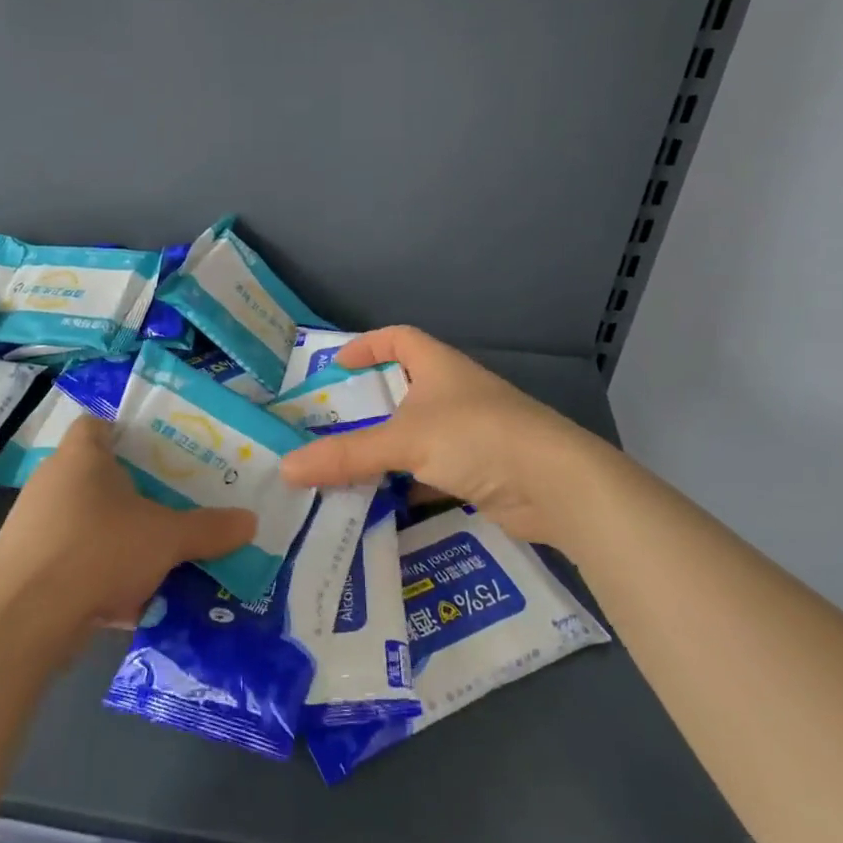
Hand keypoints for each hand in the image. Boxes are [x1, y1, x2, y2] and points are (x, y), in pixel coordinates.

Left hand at [0, 415, 256, 632]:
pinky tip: (127, 603)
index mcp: (82, 457)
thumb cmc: (98, 549)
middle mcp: (53, 482)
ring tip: (157, 558)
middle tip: (170, 507)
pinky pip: (72, 562)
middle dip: (132, 494)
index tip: (157, 453)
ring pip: (85, 523)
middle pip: (96, 476)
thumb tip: (251, 522)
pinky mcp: (25, 568)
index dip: (124, 432)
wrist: (22, 618)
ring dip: (116, 540)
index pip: (97, 424)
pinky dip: (97, 576)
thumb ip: (208, 529)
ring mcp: (34, 526)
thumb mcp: (166, 538)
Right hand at [279, 326, 609, 547]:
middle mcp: (454, 393)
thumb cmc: (477, 437)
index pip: (398, 338)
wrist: (556, 485)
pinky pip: (431, 471)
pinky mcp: (479, 470)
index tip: (336, 366)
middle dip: (367, 407)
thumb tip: (286, 467)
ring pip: (416, 435)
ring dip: (385, 450)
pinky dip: (406, 484)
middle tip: (327, 426)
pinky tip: (381, 504)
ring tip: (343, 467)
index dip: (367, 345)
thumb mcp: (405, 441)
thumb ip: (346, 455)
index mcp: (438, 367)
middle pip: (403, 390)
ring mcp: (469, 433)